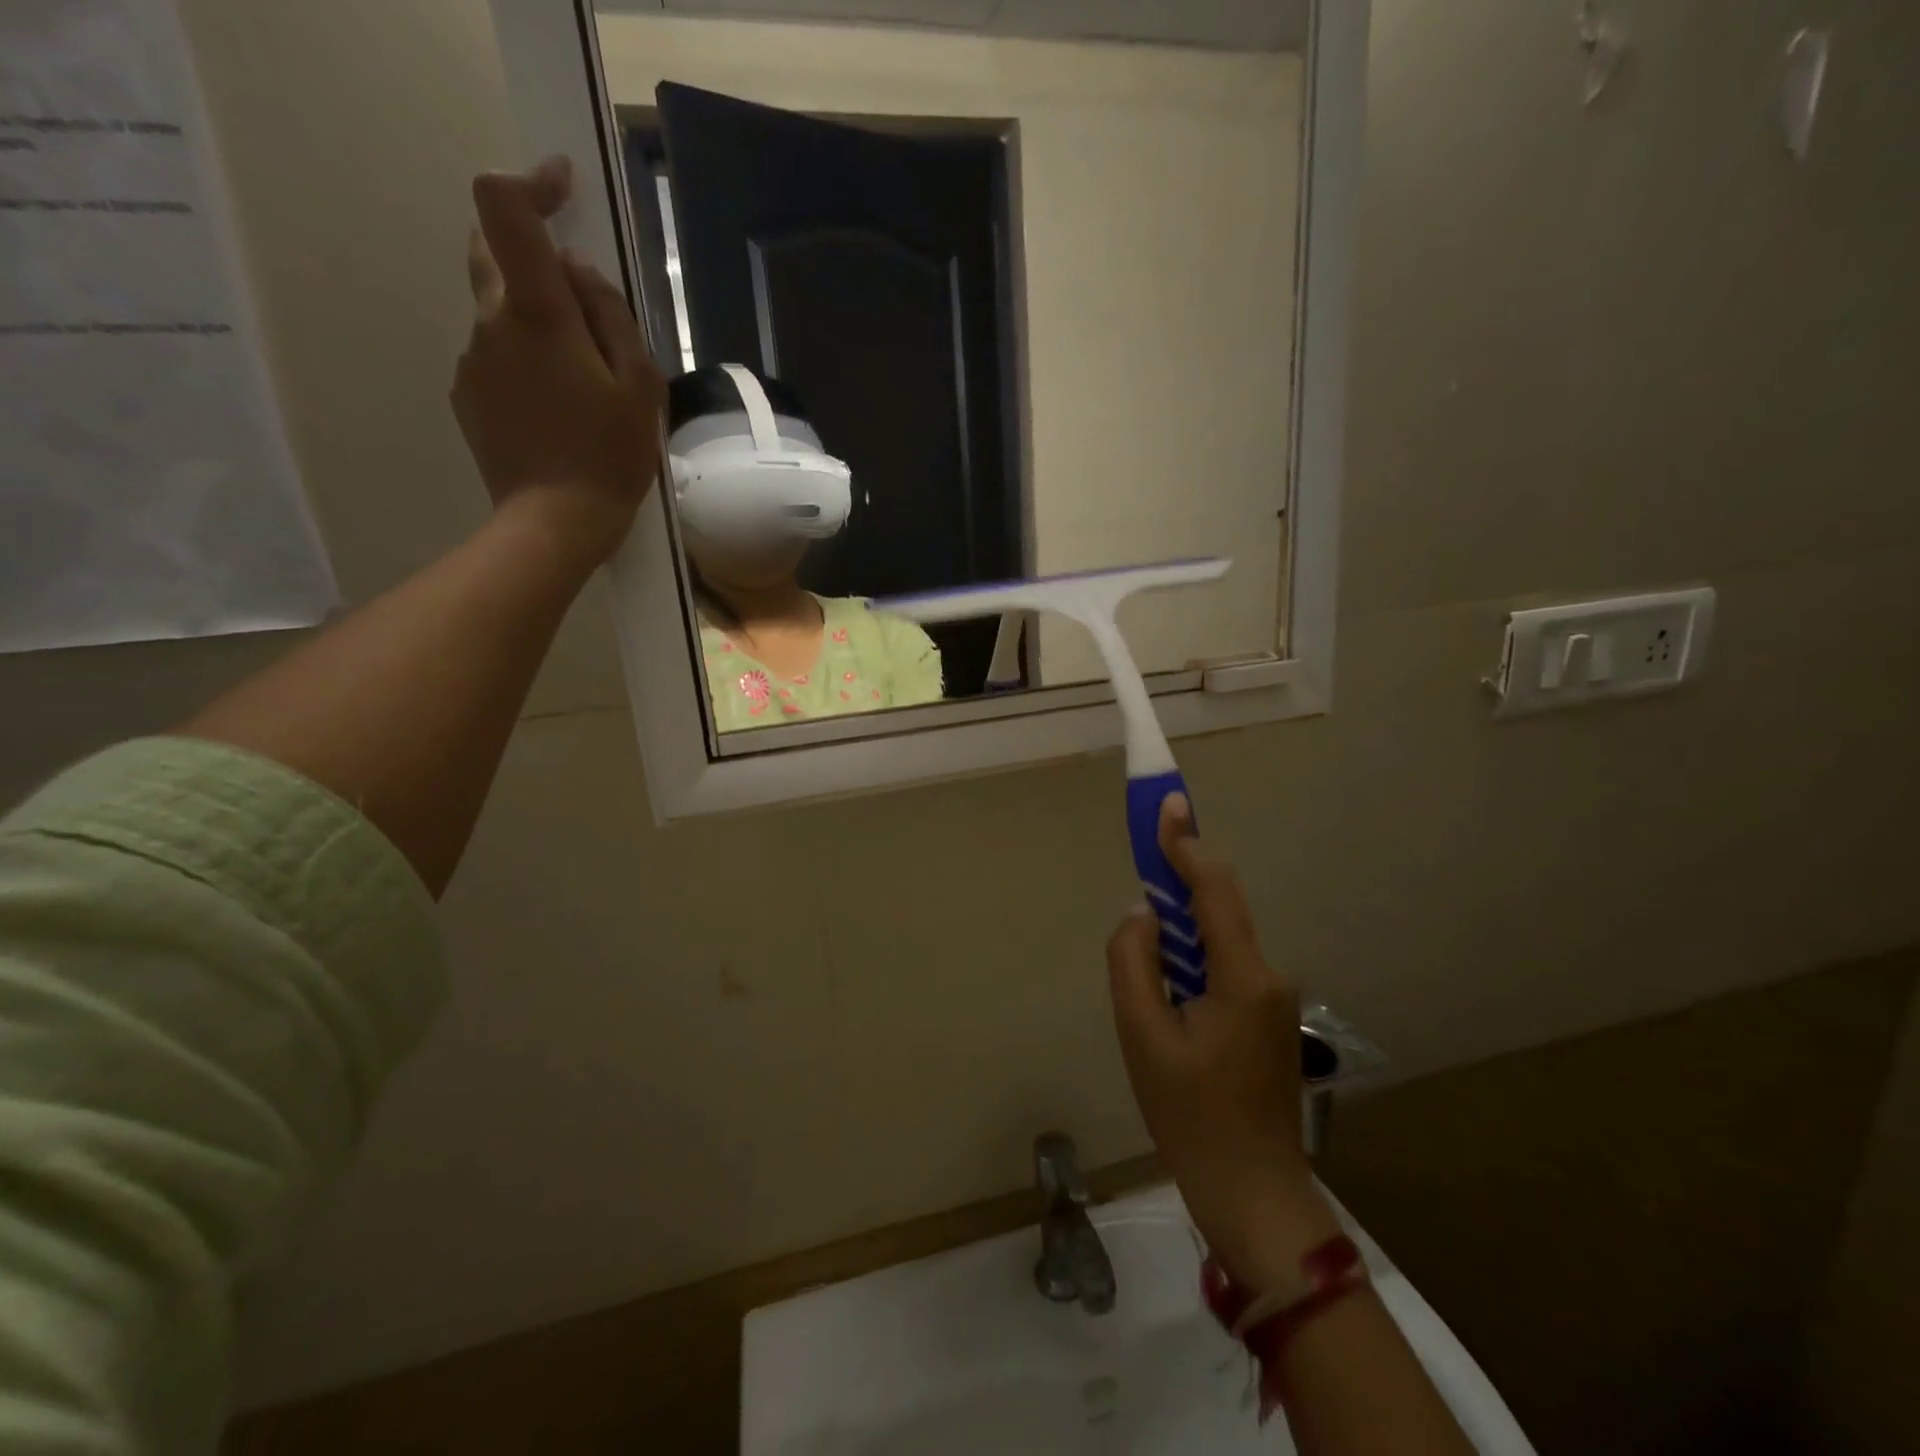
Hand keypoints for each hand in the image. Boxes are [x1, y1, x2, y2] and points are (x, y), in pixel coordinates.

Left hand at [453, 156, 666, 570]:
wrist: (554, 523)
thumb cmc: (610, 456)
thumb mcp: (641, 388)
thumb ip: (612, 317)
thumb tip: (580, 273)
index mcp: (537, 313)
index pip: (505, 208)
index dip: (531, 184)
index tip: (563, 188)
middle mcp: (491, 323)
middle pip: (492, 253)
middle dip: (534, 257)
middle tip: (585, 306)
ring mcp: (472, 361)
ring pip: (500, 314)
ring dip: (538, 325)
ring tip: (585, 386)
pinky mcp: (467, 396)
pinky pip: (497, 359)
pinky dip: (526, 365)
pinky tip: (559, 412)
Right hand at [1107, 796, 1340, 1293]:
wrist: (1253, 1193)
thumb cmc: (1189, 1117)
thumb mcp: (1141, 1036)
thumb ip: (1133, 961)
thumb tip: (1143, 916)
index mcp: (1241, 976)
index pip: (1213, 889)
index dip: (1186, 843)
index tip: (1166, 804)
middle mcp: (1268, 975)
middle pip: (1219, 909)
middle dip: (1178, 887)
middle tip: (1139, 893)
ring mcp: (1275, 998)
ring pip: (1220, 940)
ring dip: (1181, 936)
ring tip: (1149, 984)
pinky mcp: (1269, 1017)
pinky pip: (1226, 967)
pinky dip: (1194, 962)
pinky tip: (1171, 1006)